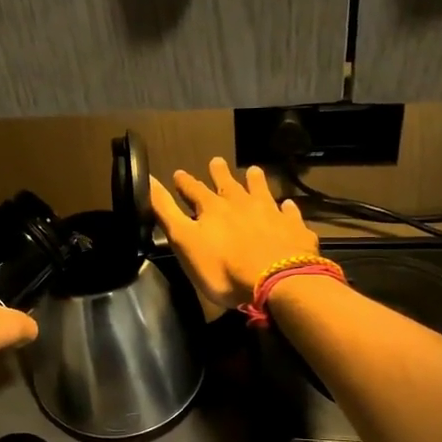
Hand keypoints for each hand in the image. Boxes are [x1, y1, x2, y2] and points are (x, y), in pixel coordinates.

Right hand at [149, 158, 319, 309]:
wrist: (277, 281)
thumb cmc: (223, 267)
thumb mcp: (184, 241)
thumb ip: (166, 211)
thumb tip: (148, 179)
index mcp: (213, 208)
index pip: (194, 190)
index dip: (185, 183)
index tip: (179, 173)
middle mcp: (242, 204)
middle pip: (229, 184)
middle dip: (220, 174)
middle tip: (216, 161)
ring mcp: (271, 214)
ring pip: (261, 191)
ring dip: (256, 181)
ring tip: (254, 171)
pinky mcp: (294, 229)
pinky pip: (290, 214)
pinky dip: (287, 208)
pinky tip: (288, 205)